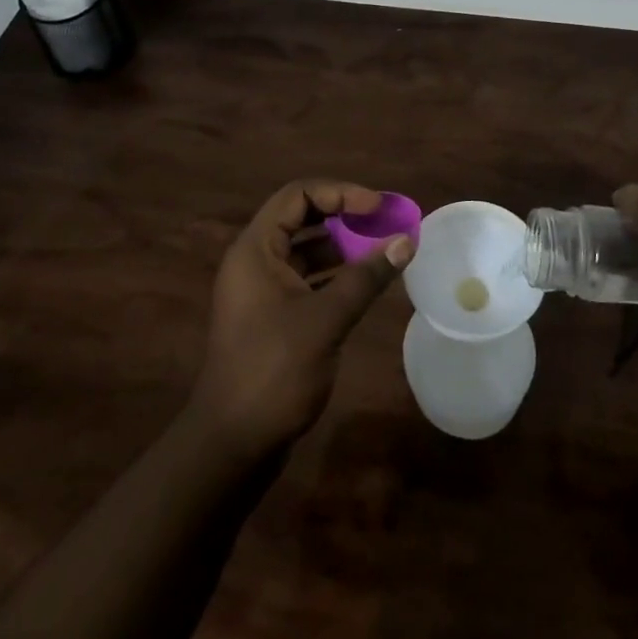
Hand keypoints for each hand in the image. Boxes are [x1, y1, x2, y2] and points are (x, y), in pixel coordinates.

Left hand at [187, 179, 413, 461]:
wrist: (231, 446)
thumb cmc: (273, 371)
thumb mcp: (326, 320)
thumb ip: (366, 276)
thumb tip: (406, 239)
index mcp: (255, 249)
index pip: (298, 195)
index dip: (340, 192)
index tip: (377, 207)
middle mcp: (254, 261)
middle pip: (302, 217)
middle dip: (344, 215)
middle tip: (383, 221)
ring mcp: (261, 290)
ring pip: (306, 250)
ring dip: (343, 246)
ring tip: (382, 249)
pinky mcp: (272, 317)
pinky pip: (307, 279)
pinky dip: (335, 275)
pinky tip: (366, 284)